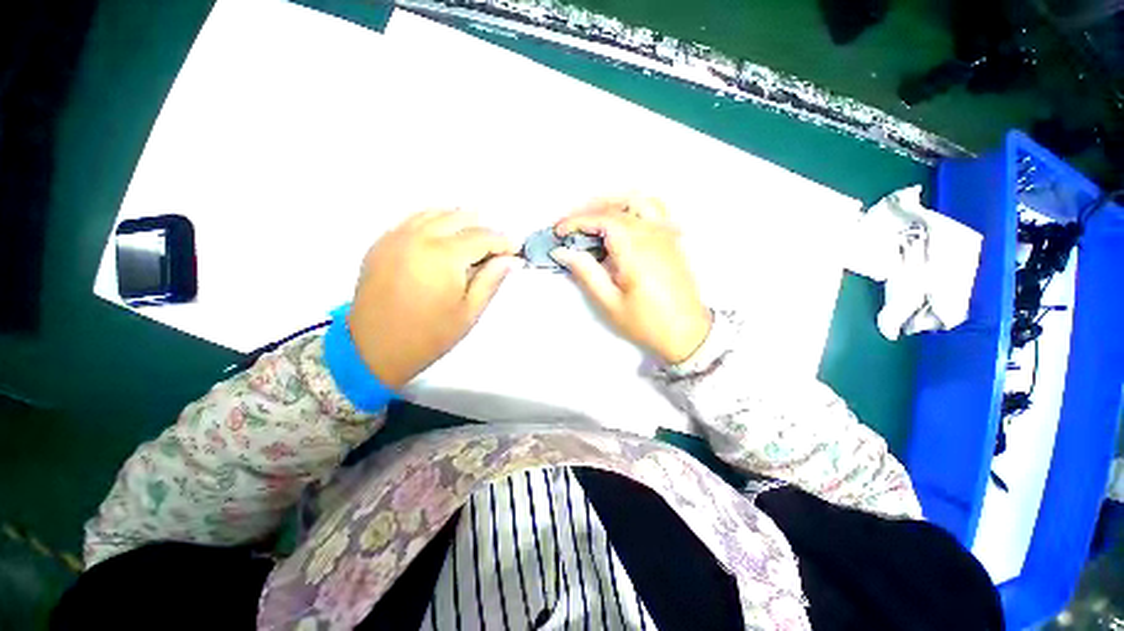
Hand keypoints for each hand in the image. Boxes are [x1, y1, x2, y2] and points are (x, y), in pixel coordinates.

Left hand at [348, 210, 519, 388]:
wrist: (373, 350)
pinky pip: (413, 220)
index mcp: (443, 255)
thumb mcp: (469, 312)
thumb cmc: (428, 336)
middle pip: (460, 217)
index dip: (504, 242)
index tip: (516, 252)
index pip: (483, 236)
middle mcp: (419, 237)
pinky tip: (442, 241)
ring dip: (459, 223)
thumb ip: (492, 280)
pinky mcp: (382, 243)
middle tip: (494, 251)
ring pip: (435, 213)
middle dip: (483, 230)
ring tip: (472, 243)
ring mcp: (396, 237)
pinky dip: (434, 224)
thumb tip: (511, 260)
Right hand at [553, 197, 711, 363]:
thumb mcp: (609, 303)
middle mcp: (652, 234)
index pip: (602, 219)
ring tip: (593, 217)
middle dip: (589, 210)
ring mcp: (665, 234)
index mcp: (635, 250)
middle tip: (570, 225)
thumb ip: (586, 273)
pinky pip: (652, 209)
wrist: (687, 332)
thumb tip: (562, 252)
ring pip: (638, 201)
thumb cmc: (645, 322)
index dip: (577, 221)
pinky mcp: (671, 240)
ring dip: (612, 203)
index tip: (558, 232)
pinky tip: (621, 221)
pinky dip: (631, 207)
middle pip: (618, 205)